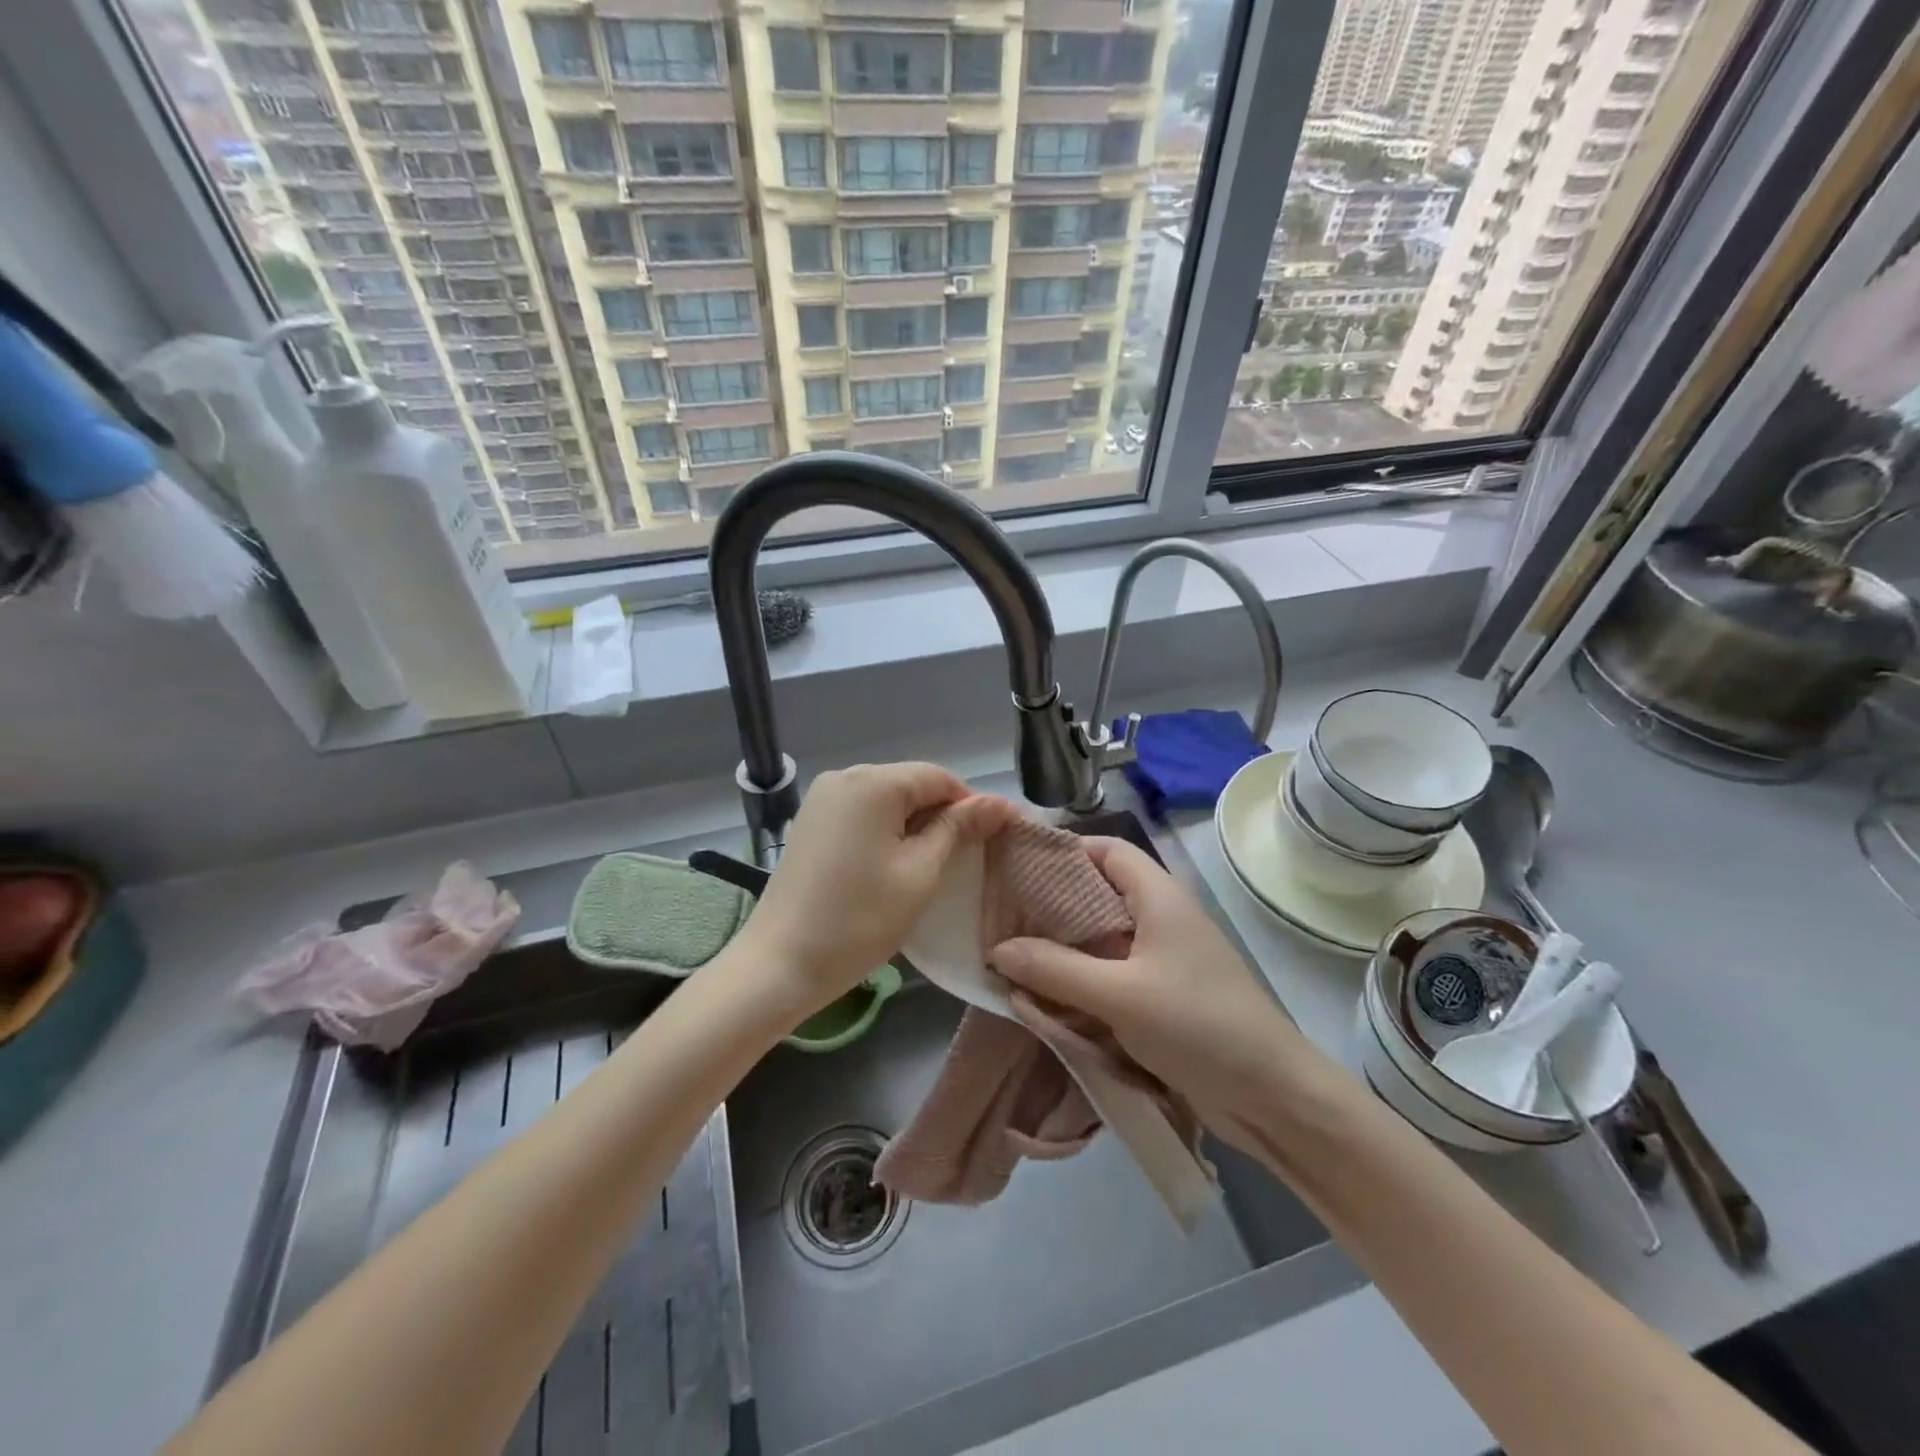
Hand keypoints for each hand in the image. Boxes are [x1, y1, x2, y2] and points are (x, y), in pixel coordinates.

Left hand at [742, 763, 1018, 1015]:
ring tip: (929, 865)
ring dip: (913, 825)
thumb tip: (999, 801)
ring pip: (886, 799)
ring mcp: (822, 798)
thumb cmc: (859, 920)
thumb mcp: (920, 873)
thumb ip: (958, 829)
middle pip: (911, 783)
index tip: (990, 840)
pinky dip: (884, 831)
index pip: (939, 777)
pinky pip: (861, 812)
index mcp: (873, 781)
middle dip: (941, 815)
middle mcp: (845, 776)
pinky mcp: (810, 820)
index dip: (970, 805)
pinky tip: (891, 864)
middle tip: (962, 860)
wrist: (780, 963)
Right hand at [991, 837, 1329, 1154]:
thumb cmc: (1199, 1025)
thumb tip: (996, 949)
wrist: (1271, 1097)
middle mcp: (1159, 919)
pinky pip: (1108, 977)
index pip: (1106, 849)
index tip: (1016, 868)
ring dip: (1060, 950)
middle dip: (1050, 905)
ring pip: (1099, 940)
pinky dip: (1077, 982)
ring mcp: (1160, 960)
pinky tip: (1043, 997)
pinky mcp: (1159, 998)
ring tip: (1009, 957)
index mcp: (1158, 896)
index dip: (1063, 851)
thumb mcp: (1119, 995)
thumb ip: (1055, 969)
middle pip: (1097, 894)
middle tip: (1000, 918)